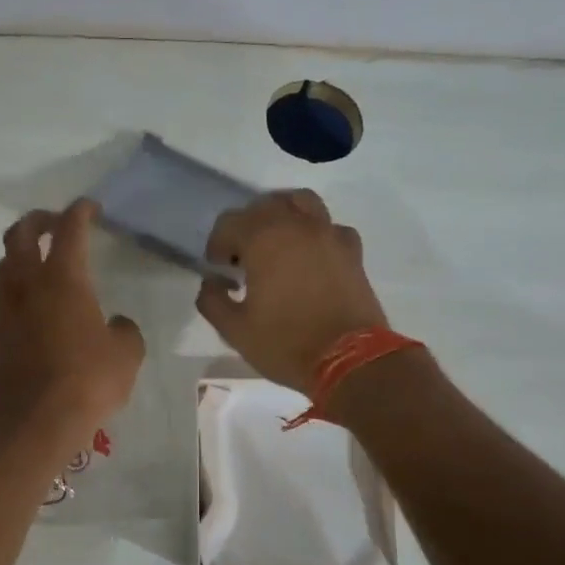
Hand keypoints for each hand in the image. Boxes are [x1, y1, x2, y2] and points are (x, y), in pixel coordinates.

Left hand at [0, 199, 145, 443]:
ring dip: (16, 254)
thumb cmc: (88, 380)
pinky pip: (2, 300)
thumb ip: (124, 331)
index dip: (80, 212)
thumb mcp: (126, 354)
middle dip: (37, 221)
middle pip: (21, 236)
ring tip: (33, 259)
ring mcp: (8, 311)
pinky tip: (30, 305)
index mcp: (64, 280)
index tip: (90, 207)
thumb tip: (116, 325)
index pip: (70, 231)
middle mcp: (29, 286)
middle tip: (53, 222)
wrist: (36, 420)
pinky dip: (14, 290)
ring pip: (3, 266)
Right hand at [196, 190, 389, 392]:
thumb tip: (212, 283)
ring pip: (300, 203)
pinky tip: (310, 257)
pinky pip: (329, 227)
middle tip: (243, 258)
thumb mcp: (235, 330)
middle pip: (264, 206)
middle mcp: (297, 226)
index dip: (217, 245)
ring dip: (282, 216)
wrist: (350, 361)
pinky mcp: (352, 251)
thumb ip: (213, 301)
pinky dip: (315, 233)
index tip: (218, 270)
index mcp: (263, 240)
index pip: (229, 223)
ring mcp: (329, 234)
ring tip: (276, 244)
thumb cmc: (286, 344)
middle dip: (247, 227)